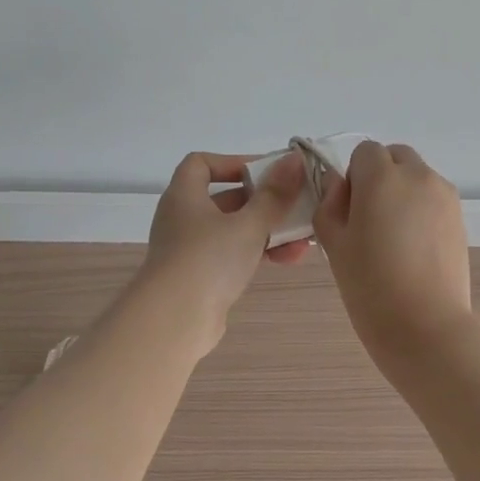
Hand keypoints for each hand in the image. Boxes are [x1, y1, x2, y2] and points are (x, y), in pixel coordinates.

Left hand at [138, 150, 309, 355]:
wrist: (175, 321)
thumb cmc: (208, 259)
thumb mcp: (249, 223)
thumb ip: (274, 194)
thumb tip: (294, 160)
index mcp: (185, 196)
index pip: (201, 164)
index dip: (232, 162)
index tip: (265, 172)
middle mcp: (184, 219)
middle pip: (227, 199)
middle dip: (265, 201)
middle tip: (297, 203)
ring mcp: (191, 251)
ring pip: (235, 231)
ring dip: (269, 231)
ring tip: (304, 237)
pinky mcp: (202, 278)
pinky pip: (235, 256)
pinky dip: (260, 253)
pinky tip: (290, 259)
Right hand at [313, 141, 474, 369]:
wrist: (425, 325)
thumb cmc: (370, 286)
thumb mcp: (334, 244)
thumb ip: (329, 204)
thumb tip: (340, 188)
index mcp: (382, 177)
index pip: (364, 152)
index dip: (352, 178)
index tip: (349, 212)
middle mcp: (418, 176)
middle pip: (395, 157)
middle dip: (380, 177)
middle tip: (369, 220)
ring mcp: (445, 196)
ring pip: (417, 177)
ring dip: (402, 192)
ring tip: (394, 238)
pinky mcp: (460, 218)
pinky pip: (434, 199)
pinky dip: (421, 210)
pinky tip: (414, 249)